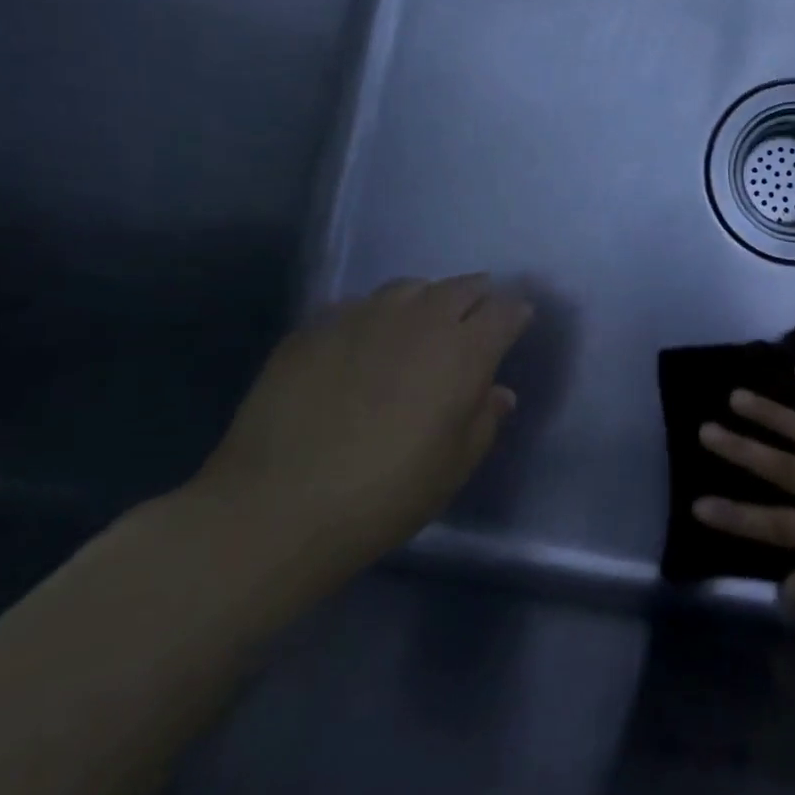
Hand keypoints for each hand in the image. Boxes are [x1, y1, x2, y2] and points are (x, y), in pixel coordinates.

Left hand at [193, 275, 532, 578]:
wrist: (276, 508)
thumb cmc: (387, 493)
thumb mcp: (454, 466)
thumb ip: (485, 420)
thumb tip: (498, 392)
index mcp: (464, 351)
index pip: (505, 310)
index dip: (516, 314)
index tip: (517, 324)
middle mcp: (419, 320)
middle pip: (461, 286)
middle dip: (477, 296)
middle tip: (477, 316)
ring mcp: (362, 318)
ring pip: (408, 287)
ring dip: (427, 299)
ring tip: (422, 321)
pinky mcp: (314, 329)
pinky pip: (358, 306)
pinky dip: (375, 316)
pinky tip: (365, 342)